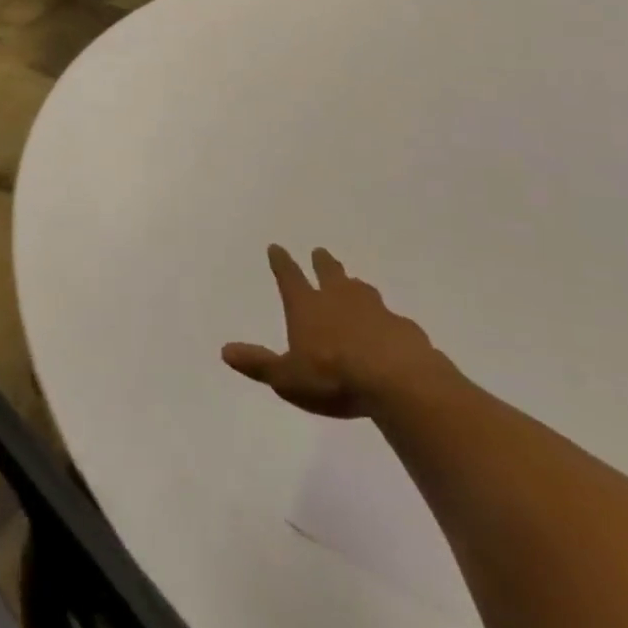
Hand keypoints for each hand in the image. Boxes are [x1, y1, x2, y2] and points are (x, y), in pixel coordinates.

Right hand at [222, 245, 448, 417]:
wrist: (398, 380)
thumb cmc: (333, 377)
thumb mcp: (287, 378)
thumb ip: (259, 364)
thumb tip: (225, 351)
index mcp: (307, 307)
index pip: (289, 277)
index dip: (281, 262)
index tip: (276, 247)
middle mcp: (339, 299)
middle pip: (328, 273)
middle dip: (322, 262)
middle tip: (320, 251)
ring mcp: (374, 310)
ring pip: (361, 289)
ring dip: (354, 285)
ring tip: (353, 283)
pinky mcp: (402, 327)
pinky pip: (390, 318)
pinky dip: (384, 319)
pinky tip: (388, 329)